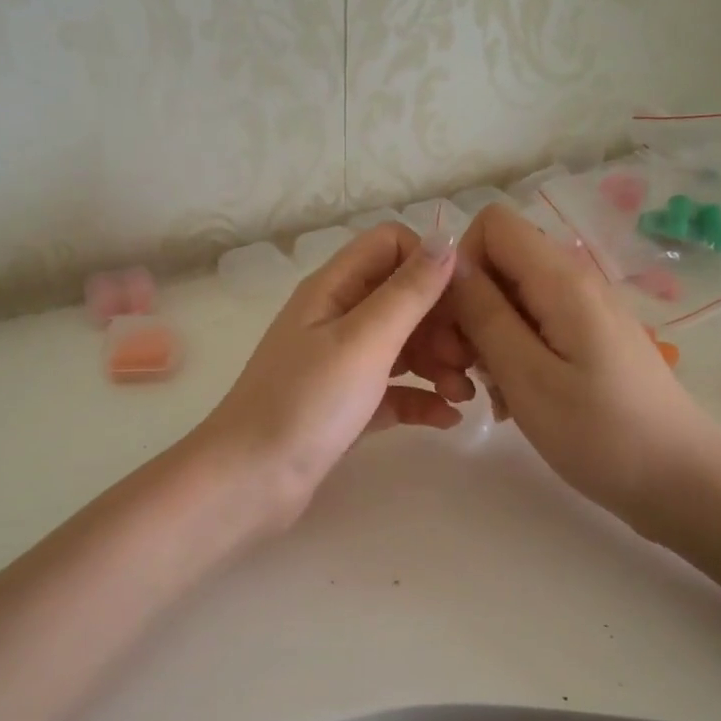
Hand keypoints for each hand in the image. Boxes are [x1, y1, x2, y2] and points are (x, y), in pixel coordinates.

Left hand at [197, 223, 475, 532]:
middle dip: (442, 322)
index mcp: (334, 289)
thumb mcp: (364, 340)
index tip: (464, 302)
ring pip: (402, 345)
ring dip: (439, 362)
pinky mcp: (347, 406)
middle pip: (403, 298)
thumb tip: (446, 240)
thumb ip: (408, 291)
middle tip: (469, 359)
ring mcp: (340, 364)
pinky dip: (422, 398)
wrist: (251, 481)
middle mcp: (337, 318)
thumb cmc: (307, 402)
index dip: (430, 264)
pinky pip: (394, 390)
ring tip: (465, 395)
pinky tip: (448, 418)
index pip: (390, 246)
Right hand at [448, 204, 718, 527]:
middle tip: (465, 369)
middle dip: (469, 307)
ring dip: (487, 337)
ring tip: (490, 392)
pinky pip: (534, 325)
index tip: (457, 321)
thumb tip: (451, 266)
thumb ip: (484, 314)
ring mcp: (584, 310)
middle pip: (499, 262)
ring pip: (512, 297)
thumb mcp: (527, 377)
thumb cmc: (600, 433)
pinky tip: (514, 398)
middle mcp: (574, 280)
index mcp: (561, 279)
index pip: (492, 223)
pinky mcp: (589, 337)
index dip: (463, 264)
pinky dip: (512, 354)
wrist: (680, 481)